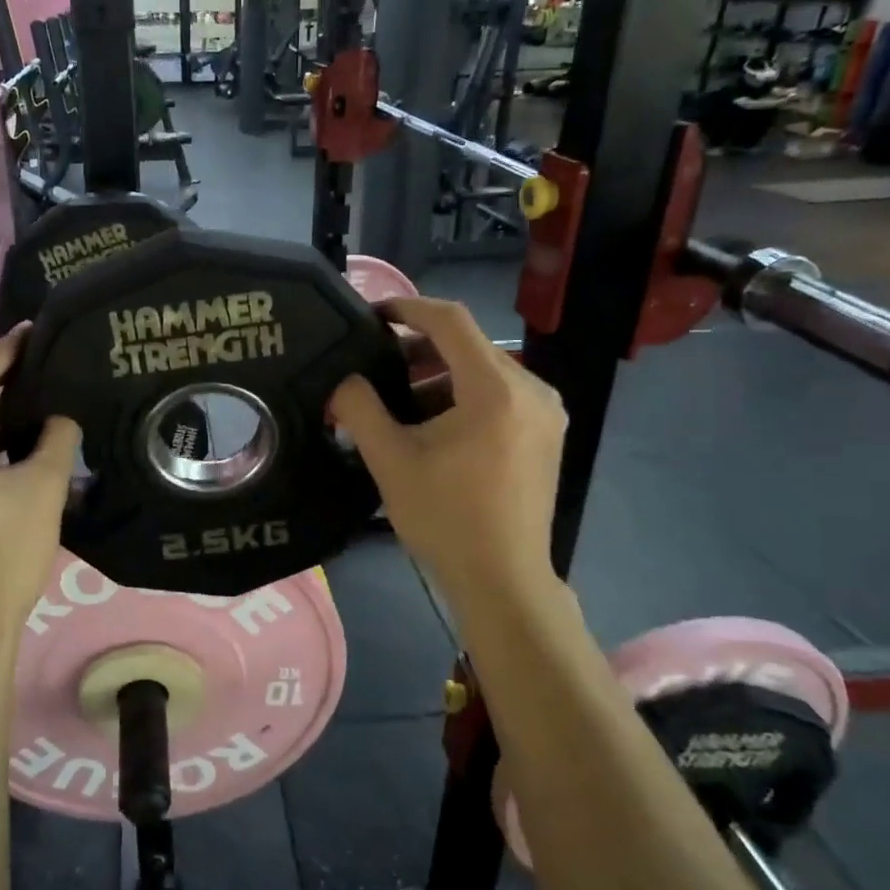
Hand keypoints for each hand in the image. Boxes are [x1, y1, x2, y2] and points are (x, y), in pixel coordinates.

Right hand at [330, 297, 565, 611]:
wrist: (503, 581)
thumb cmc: (445, 519)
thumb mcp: (391, 460)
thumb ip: (360, 408)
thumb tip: (343, 379)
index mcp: (496, 390)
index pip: (450, 321)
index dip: (407, 308)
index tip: (371, 315)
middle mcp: (532, 389)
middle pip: (468, 345)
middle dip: (417, 350)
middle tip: (374, 368)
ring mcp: (545, 412)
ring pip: (483, 371)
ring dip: (438, 376)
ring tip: (396, 402)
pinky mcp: (546, 434)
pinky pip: (499, 395)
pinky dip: (462, 396)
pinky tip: (432, 424)